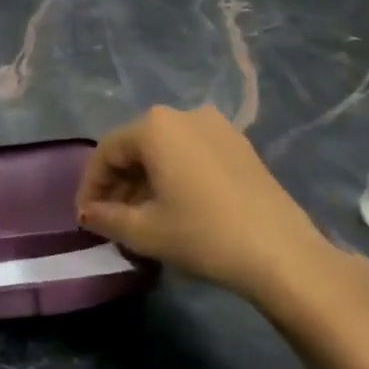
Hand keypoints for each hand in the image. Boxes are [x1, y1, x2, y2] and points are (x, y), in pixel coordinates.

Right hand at [76, 105, 368, 329]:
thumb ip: (107, 218)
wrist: (282, 254)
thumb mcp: (145, 231)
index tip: (86, 218)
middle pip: (137, 147)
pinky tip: (175, 207)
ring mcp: (217, 127)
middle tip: (111, 219)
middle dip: (119, 183)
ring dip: (146, 181)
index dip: (91, 186)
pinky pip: (192, 154)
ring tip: (141, 217)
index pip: (107, 152)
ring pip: (165, 150)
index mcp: (155, 126)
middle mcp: (184, 115)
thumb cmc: (203, 235)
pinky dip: (175, 176)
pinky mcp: (240, 145)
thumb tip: (89, 214)